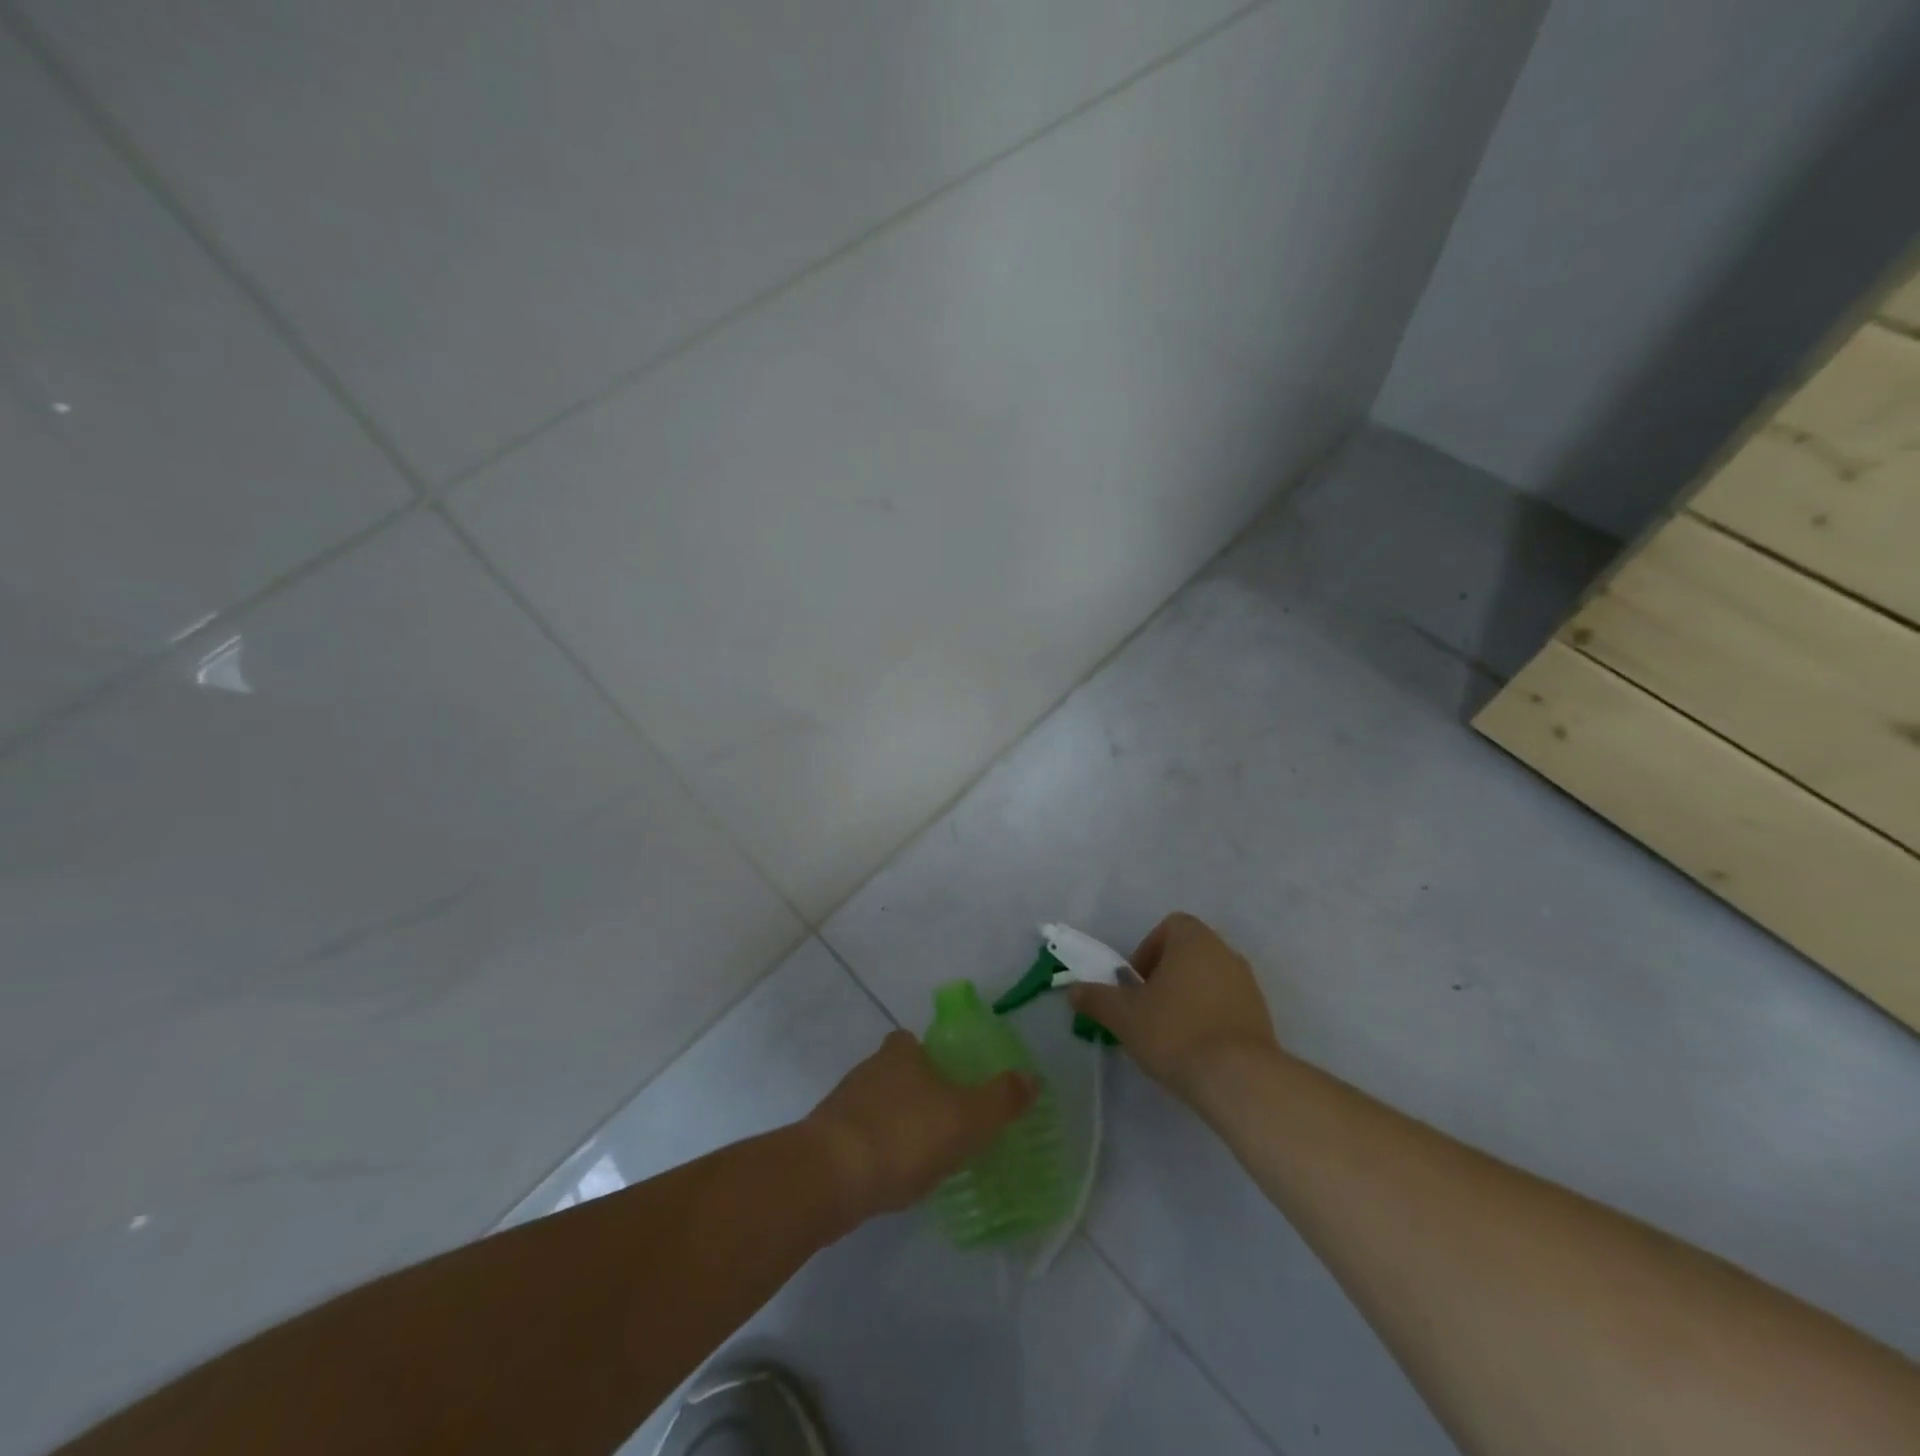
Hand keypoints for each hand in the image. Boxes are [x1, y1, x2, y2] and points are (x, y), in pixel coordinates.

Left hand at [804, 1030, 1037, 1224]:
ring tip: (920, 1157)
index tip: (948, 1082)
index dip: (929, 1057)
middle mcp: (868, 1070)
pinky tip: (890, 1178)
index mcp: (900, 1054)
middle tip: (942, 1123)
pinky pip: (859, 1139)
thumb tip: (1032, 1077)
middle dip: (914, 1092)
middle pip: (894, 1073)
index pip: (912, 1042)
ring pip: (875, 1107)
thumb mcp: (965, 1118)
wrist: (827, 1179)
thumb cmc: (902, 1136)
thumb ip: (1000, 1100)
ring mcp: (842, 1105)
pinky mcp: (825, 1141)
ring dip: (894, 1124)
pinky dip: (875, 1152)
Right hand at [1068, 912, 1279, 1098]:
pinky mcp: (1262, 1016)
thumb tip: (1074, 990)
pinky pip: (1228, 1005)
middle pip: (1189, 952)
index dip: (1147, 949)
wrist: (1238, 1078)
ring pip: (1210, 979)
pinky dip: (1210, 1017)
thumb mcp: (1123, 1015)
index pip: (1170, 926)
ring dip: (1189, 996)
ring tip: (1170, 1031)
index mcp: (1194, 940)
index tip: (1135, 982)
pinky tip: (1196, 1048)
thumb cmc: (1174, 1031)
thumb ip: (1096, 999)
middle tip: (1147, 1007)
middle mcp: (1225, 953)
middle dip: (1166, 975)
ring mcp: (1248, 985)